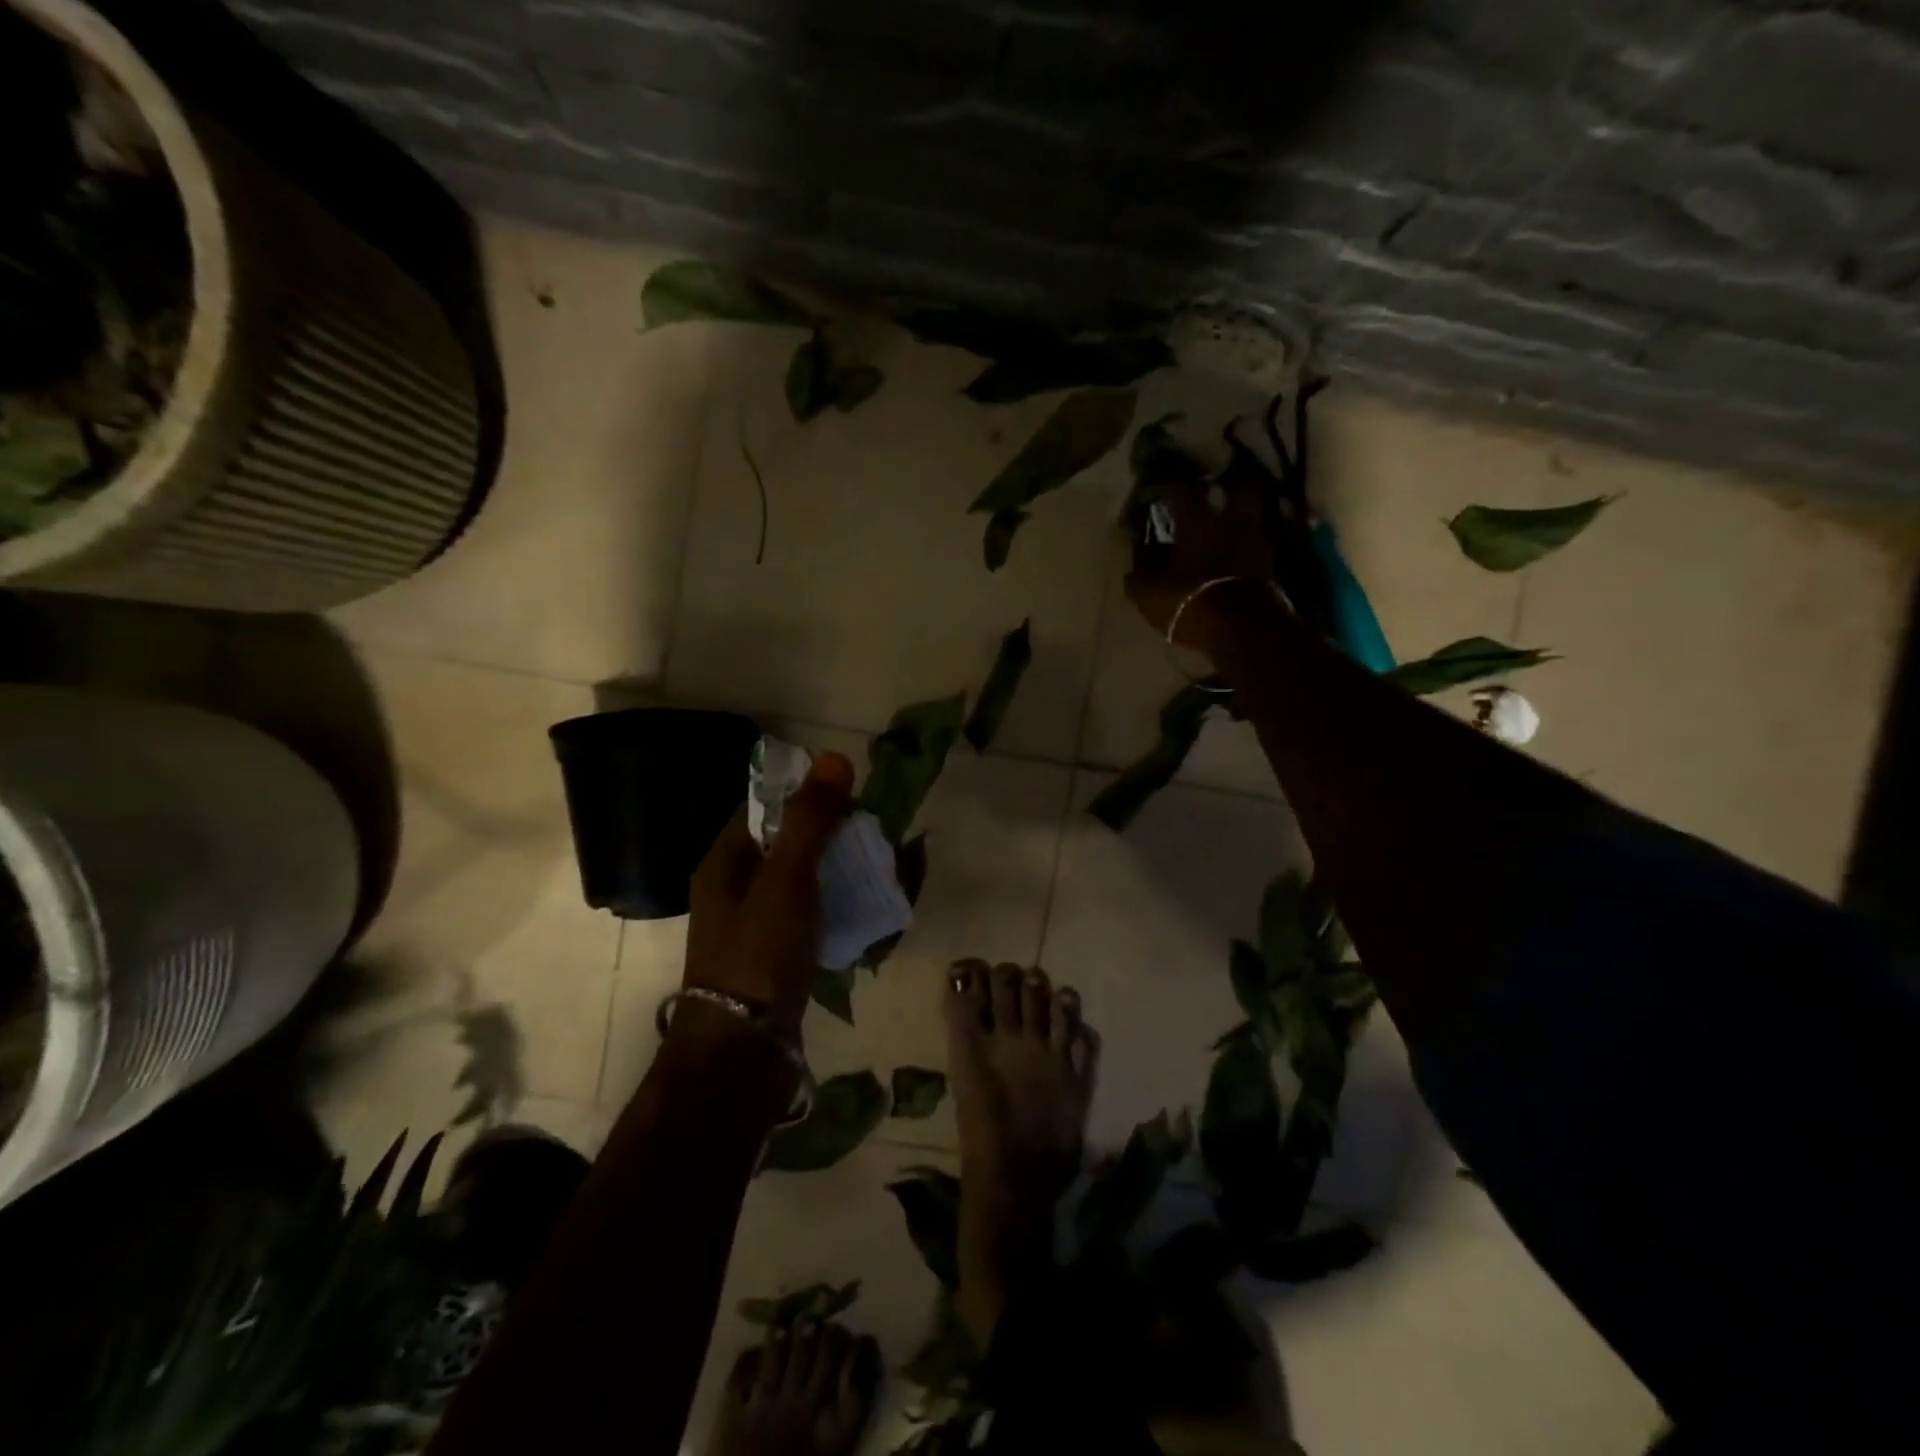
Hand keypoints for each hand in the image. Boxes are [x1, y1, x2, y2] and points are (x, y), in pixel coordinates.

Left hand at [684, 752, 853, 1038]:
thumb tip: (836, 757)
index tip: (847, 796)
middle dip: (825, 834)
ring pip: (796, 880)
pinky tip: (858, 907)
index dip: (803, 796)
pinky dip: (829, 903)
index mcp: (723, 862)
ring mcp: (750, 924)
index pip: (762, 808)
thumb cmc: (759, 951)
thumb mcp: (787, 878)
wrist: (743, 1048)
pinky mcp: (771, 955)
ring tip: (871, 866)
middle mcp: (731, 888)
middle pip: (782, 844)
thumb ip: (810, 821)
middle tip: (868, 832)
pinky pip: (804, 913)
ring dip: (831, 869)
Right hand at [1124, 478, 1274, 650]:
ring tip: (1226, 535)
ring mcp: (1256, 542)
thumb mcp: (1147, 593)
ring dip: (1239, 523)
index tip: (1163, 491)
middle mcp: (1231, 522)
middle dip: (1229, 489)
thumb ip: (1140, 571)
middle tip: (1214, 498)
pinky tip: (1235, 561)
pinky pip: (1256, 547)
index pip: (1186, 489)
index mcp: (1198, 522)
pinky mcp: (1271, 566)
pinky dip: (1246, 550)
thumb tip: (1140, 554)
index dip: (1173, 487)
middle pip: (1240, 490)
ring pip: (1251, 519)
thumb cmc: (1188, 602)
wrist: (1242, 630)